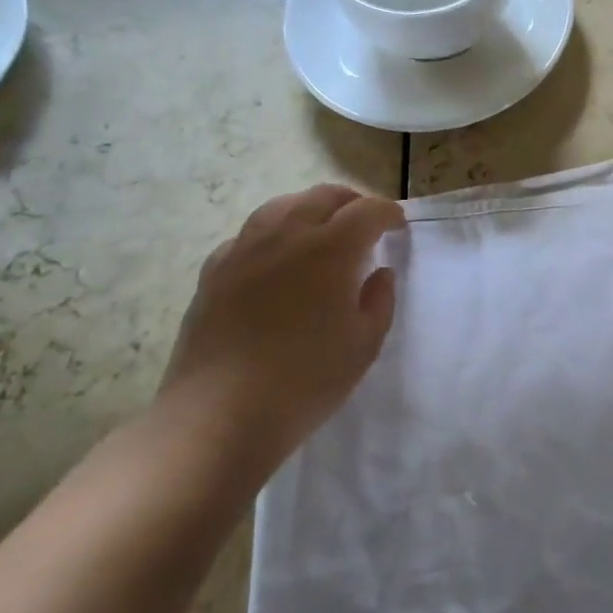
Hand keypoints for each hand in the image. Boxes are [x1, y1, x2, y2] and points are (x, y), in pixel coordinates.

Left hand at [159, 184, 405, 488]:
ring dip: (309, 209)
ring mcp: (244, 250)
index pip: (367, 211)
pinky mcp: (214, 271)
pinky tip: (274, 259)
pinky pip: (248, 235)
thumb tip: (379, 273)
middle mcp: (287, 235)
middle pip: (323, 197)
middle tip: (365, 223)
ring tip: (320, 230)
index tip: (398, 225)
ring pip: (281, 206)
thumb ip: (379, 301)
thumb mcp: (364, 346)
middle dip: (351, 202)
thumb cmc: (305, 381)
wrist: (219, 415)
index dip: (388, 213)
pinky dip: (271, 234)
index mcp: (331, 248)